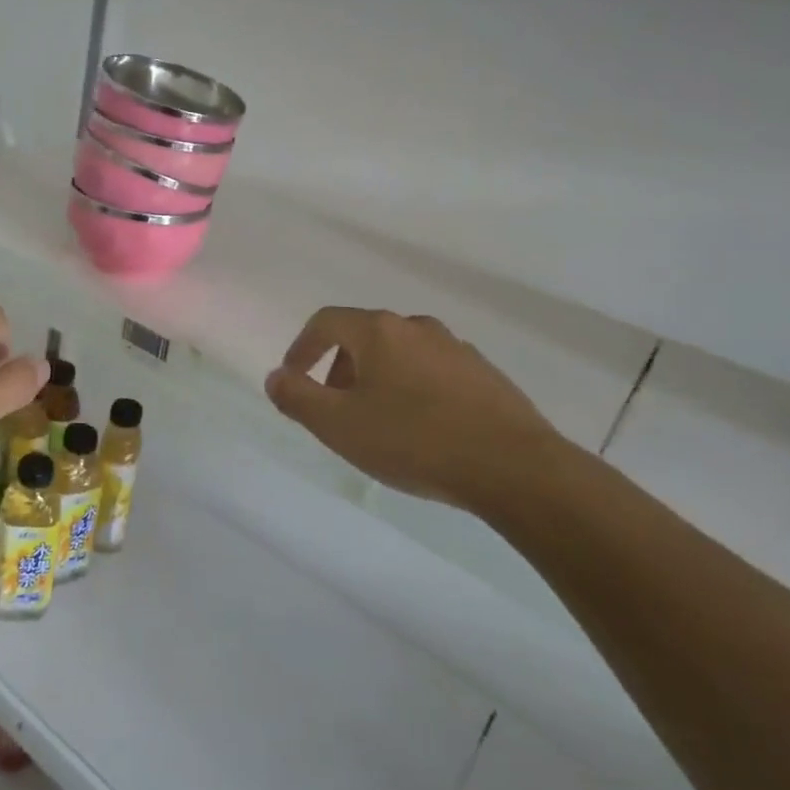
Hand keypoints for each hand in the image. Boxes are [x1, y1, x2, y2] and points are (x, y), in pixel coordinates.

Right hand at [265, 307, 572, 509]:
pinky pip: (432, 372)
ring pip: (399, 354)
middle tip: (334, 408)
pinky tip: (420, 429)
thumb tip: (276, 377)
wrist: (514, 468)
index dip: (302, 348)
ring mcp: (456, 348)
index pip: (326, 321)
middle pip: (363, 336)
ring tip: (376, 422)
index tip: (293, 378)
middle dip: (338, 368)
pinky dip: (412, 389)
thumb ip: (297, 397)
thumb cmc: (414, 440)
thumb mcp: (339, 425)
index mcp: (379, 331)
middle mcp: (416, 327)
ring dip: (376, 379)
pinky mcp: (484, 374)